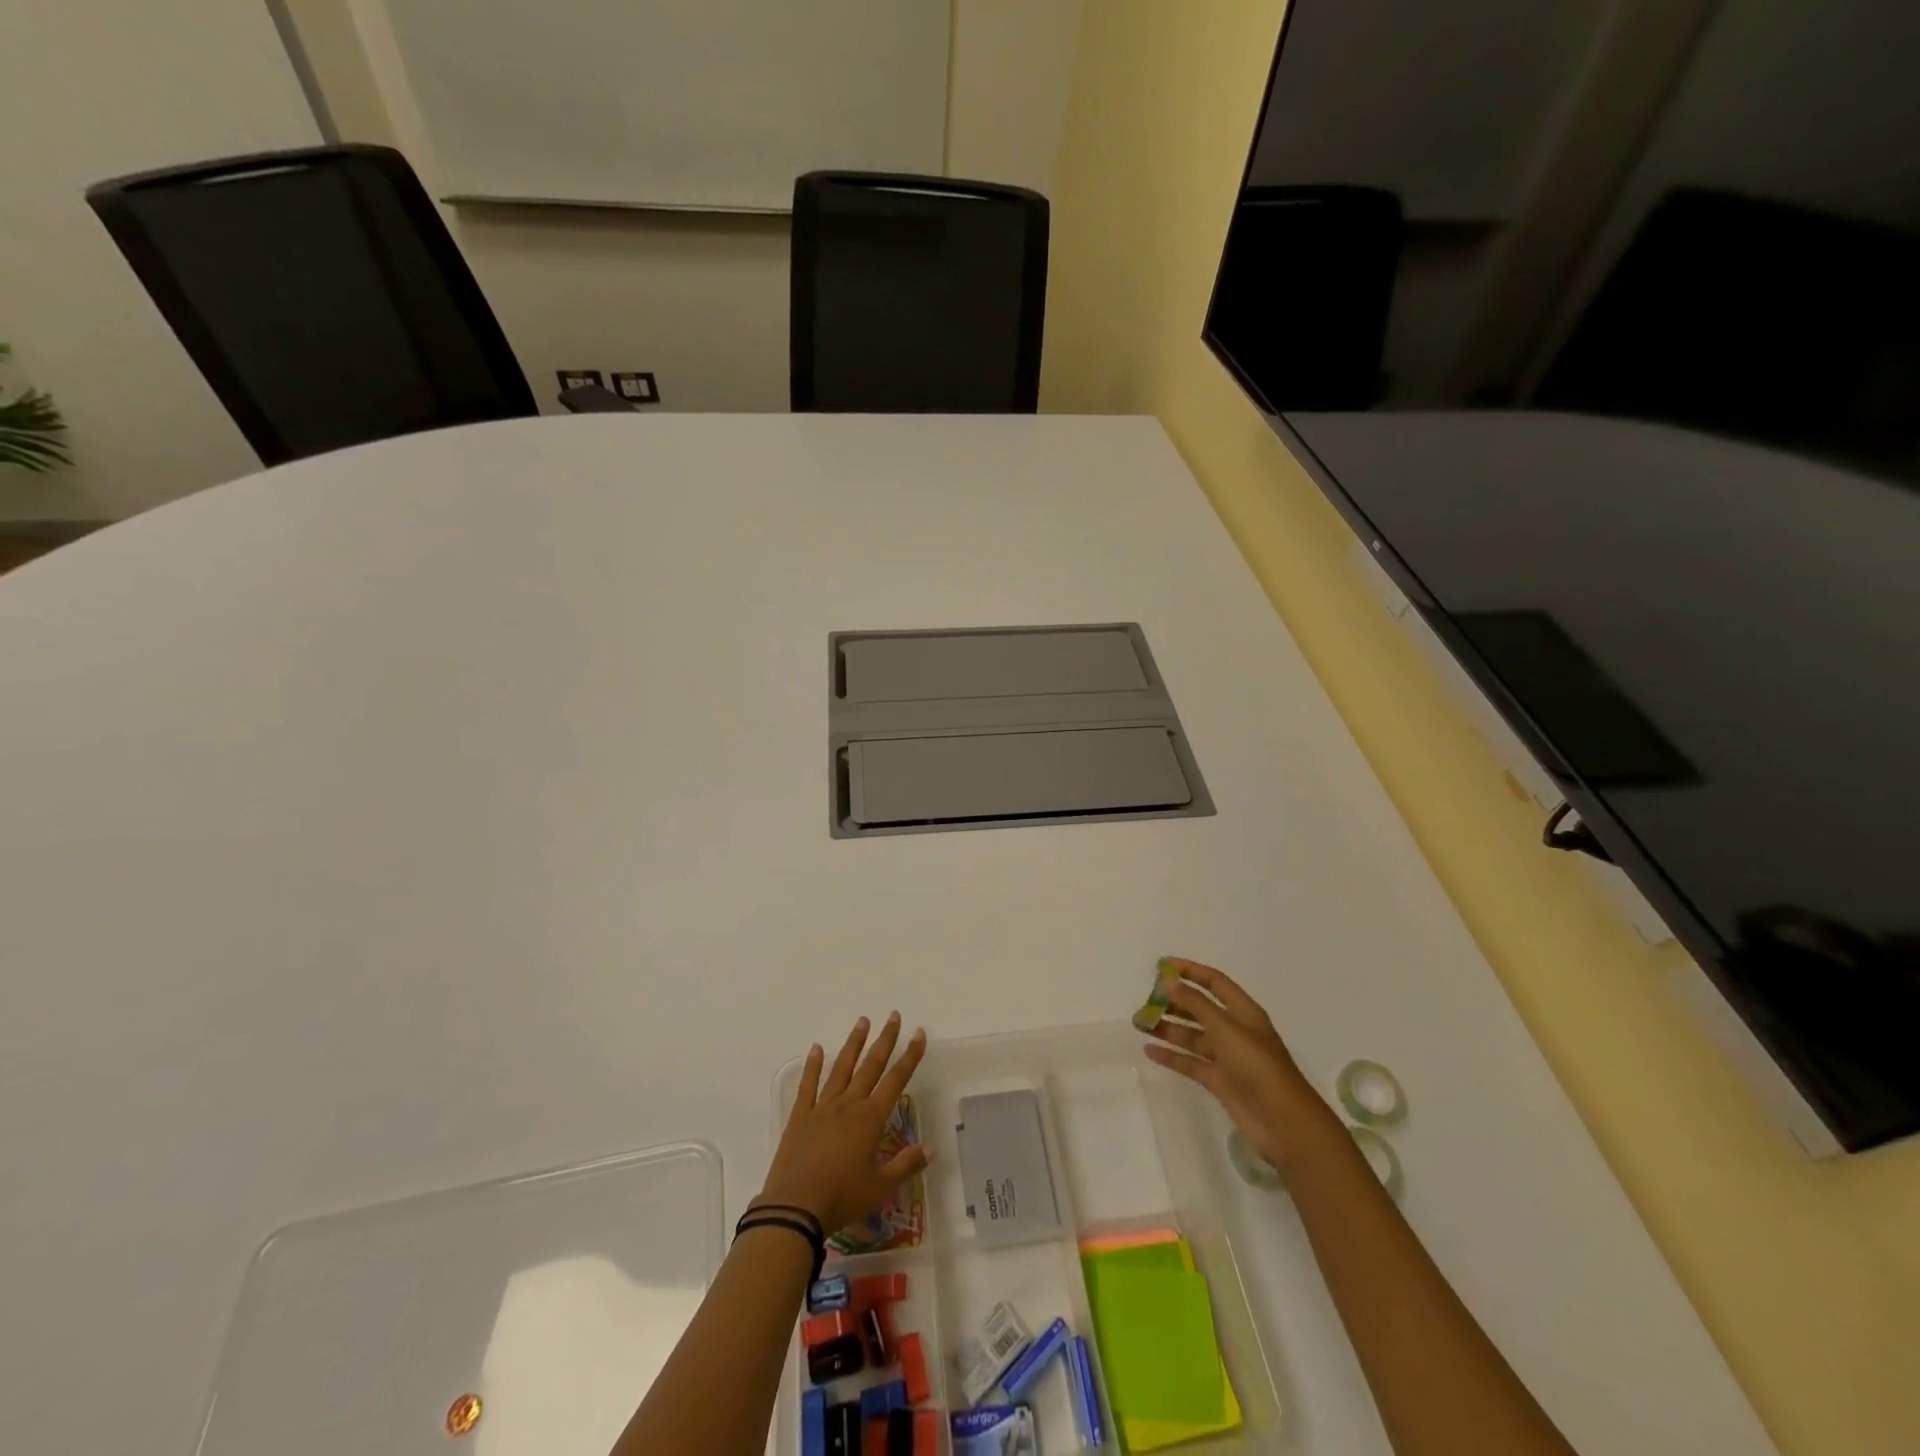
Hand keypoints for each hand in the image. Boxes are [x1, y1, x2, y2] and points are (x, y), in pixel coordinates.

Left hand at [754, 1012, 929, 1235]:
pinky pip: (808, 1086)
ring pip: (842, 1068)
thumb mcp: (880, 1186)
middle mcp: (849, 1105)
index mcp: (870, 1119)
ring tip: (863, 1021)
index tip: (919, 1034)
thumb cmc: (842, 1197)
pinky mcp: (800, 1117)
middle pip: (871, 1065)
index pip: (896, 1080)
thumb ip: (906, 1164)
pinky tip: (817, 1048)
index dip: (910, 1057)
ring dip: (854, 1044)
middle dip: (885, 1040)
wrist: (795, 1208)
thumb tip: (931, 1148)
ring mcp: (822, 1108)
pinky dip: (813, 1066)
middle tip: (894, 1016)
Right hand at [1142, 959, 1341, 1172]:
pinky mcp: (1220, 1081)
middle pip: (1200, 1009)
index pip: (1214, 983)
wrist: (1283, 1122)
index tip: (1162, 966)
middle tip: (1145, 1001)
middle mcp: (1235, 1031)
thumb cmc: (1257, 1066)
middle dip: (1174, 1003)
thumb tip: (1169, 981)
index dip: (1190, 971)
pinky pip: (1191, 1062)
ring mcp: (1227, 1057)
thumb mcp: (1226, 1029)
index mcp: (1243, 1012)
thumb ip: (1196, 1004)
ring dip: (1168, 1028)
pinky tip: (1150, 1051)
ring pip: (1192, 1036)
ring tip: (1140, 1024)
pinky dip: (1172, 1056)